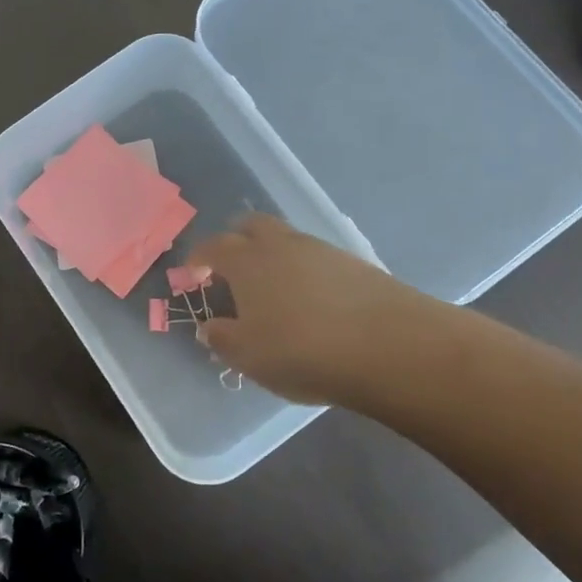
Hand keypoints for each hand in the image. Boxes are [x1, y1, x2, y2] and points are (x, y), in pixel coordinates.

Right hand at [187, 215, 457, 407]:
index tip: (193, 274)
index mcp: (246, 260)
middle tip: (231, 270)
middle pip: (251, 225)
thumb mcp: (249, 355)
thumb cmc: (301, 350)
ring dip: (272, 256)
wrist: (388, 346)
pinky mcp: (354, 262)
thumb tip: (209, 326)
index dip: (198, 259)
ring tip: (273, 291)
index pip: (213, 246)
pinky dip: (303, 271)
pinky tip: (311, 301)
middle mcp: (280, 244)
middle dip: (235, 241)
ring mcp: (320, 249)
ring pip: (285, 240)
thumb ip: (222, 338)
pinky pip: (315, 257)